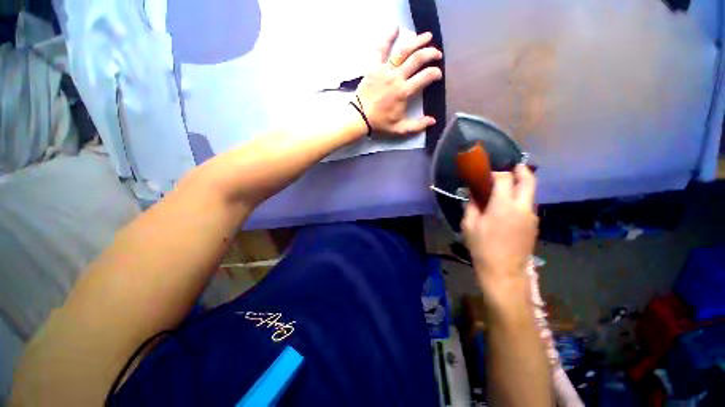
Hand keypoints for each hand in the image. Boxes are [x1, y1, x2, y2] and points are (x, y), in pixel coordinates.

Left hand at [355, 28, 442, 136]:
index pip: (425, 77)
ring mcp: (385, 70)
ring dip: (417, 41)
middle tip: (437, 54)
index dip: (435, 73)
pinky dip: (388, 37)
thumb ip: (417, 125)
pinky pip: (381, 49)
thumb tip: (433, 120)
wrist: (360, 117)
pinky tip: (395, 28)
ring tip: (427, 36)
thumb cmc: (380, 123)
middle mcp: (397, 77)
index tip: (438, 74)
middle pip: (418, 59)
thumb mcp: (400, 129)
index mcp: (404, 92)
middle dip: (431, 54)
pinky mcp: (374, 67)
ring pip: (403, 51)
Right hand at [461, 165, 538, 295]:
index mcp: (504, 205)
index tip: (486, 175)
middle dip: (520, 170)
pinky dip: (521, 198)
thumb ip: (471, 206)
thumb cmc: (482, 247)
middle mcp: (522, 207)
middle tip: (512, 167)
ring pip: (530, 193)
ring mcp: (531, 216)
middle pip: (528, 180)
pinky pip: (528, 205)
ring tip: (507, 188)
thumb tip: (472, 193)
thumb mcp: (469, 225)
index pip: (504, 178)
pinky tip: (509, 207)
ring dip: (521, 185)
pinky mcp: (534, 225)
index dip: (496, 173)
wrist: (504, 271)